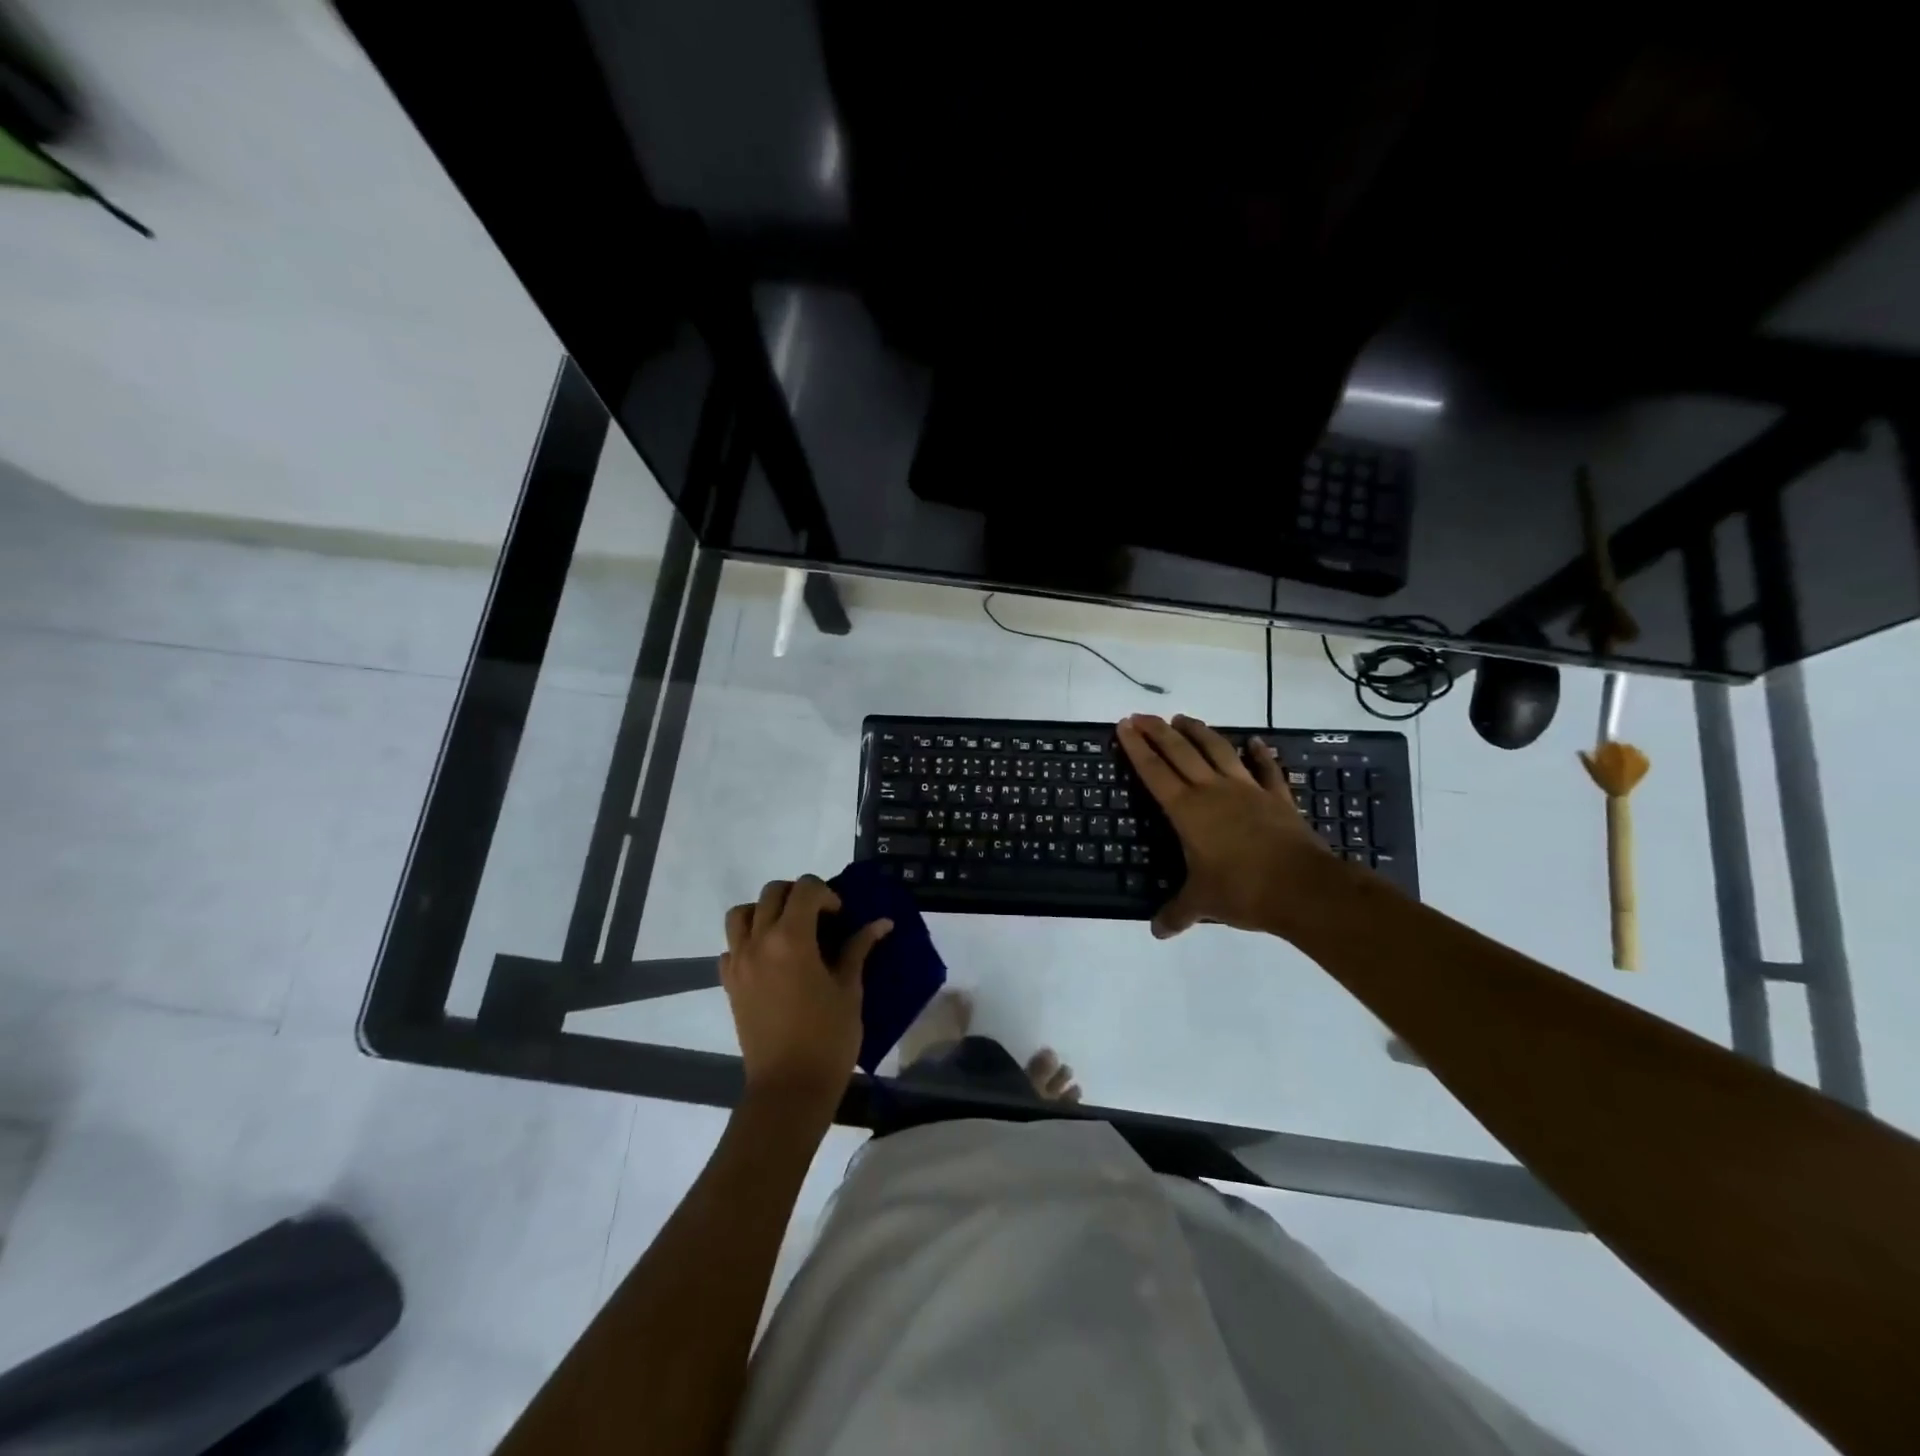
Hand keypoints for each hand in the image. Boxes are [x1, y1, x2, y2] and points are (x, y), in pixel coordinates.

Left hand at [721, 876, 891, 1111]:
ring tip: (788, 931)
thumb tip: (882, 923)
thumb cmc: (828, 1038)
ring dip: (765, 911)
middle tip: (819, 918)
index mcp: (791, 939)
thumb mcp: (850, 990)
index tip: (840, 917)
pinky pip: (731, 946)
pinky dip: (747, 941)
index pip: (805, 889)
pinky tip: (770, 960)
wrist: (789, 1088)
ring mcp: (739, 963)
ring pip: (741, 914)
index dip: (826, 894)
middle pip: (772, 893)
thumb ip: (859, 949)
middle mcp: (759, 942)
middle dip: (798, 895)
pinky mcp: (729, 984)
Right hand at [1116, 713, 1333, 939]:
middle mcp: (1213, 791)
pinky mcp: (1277, 798)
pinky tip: (1255, 741)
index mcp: (1187, 811)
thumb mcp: (1202, 904)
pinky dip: (1261, 754)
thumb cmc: (1242, 890)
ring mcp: (1248, 790)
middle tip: (1141, 715)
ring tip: (1183, 718)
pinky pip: (1266, 770)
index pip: (1154, 772)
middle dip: (1158, 731)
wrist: (1303, 888)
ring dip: (1199, 732)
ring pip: (1218, 751)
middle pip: (1181, 752)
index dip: (1137, 748)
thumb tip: (1157, 931)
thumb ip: (1177, 913)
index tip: (1124, 725)